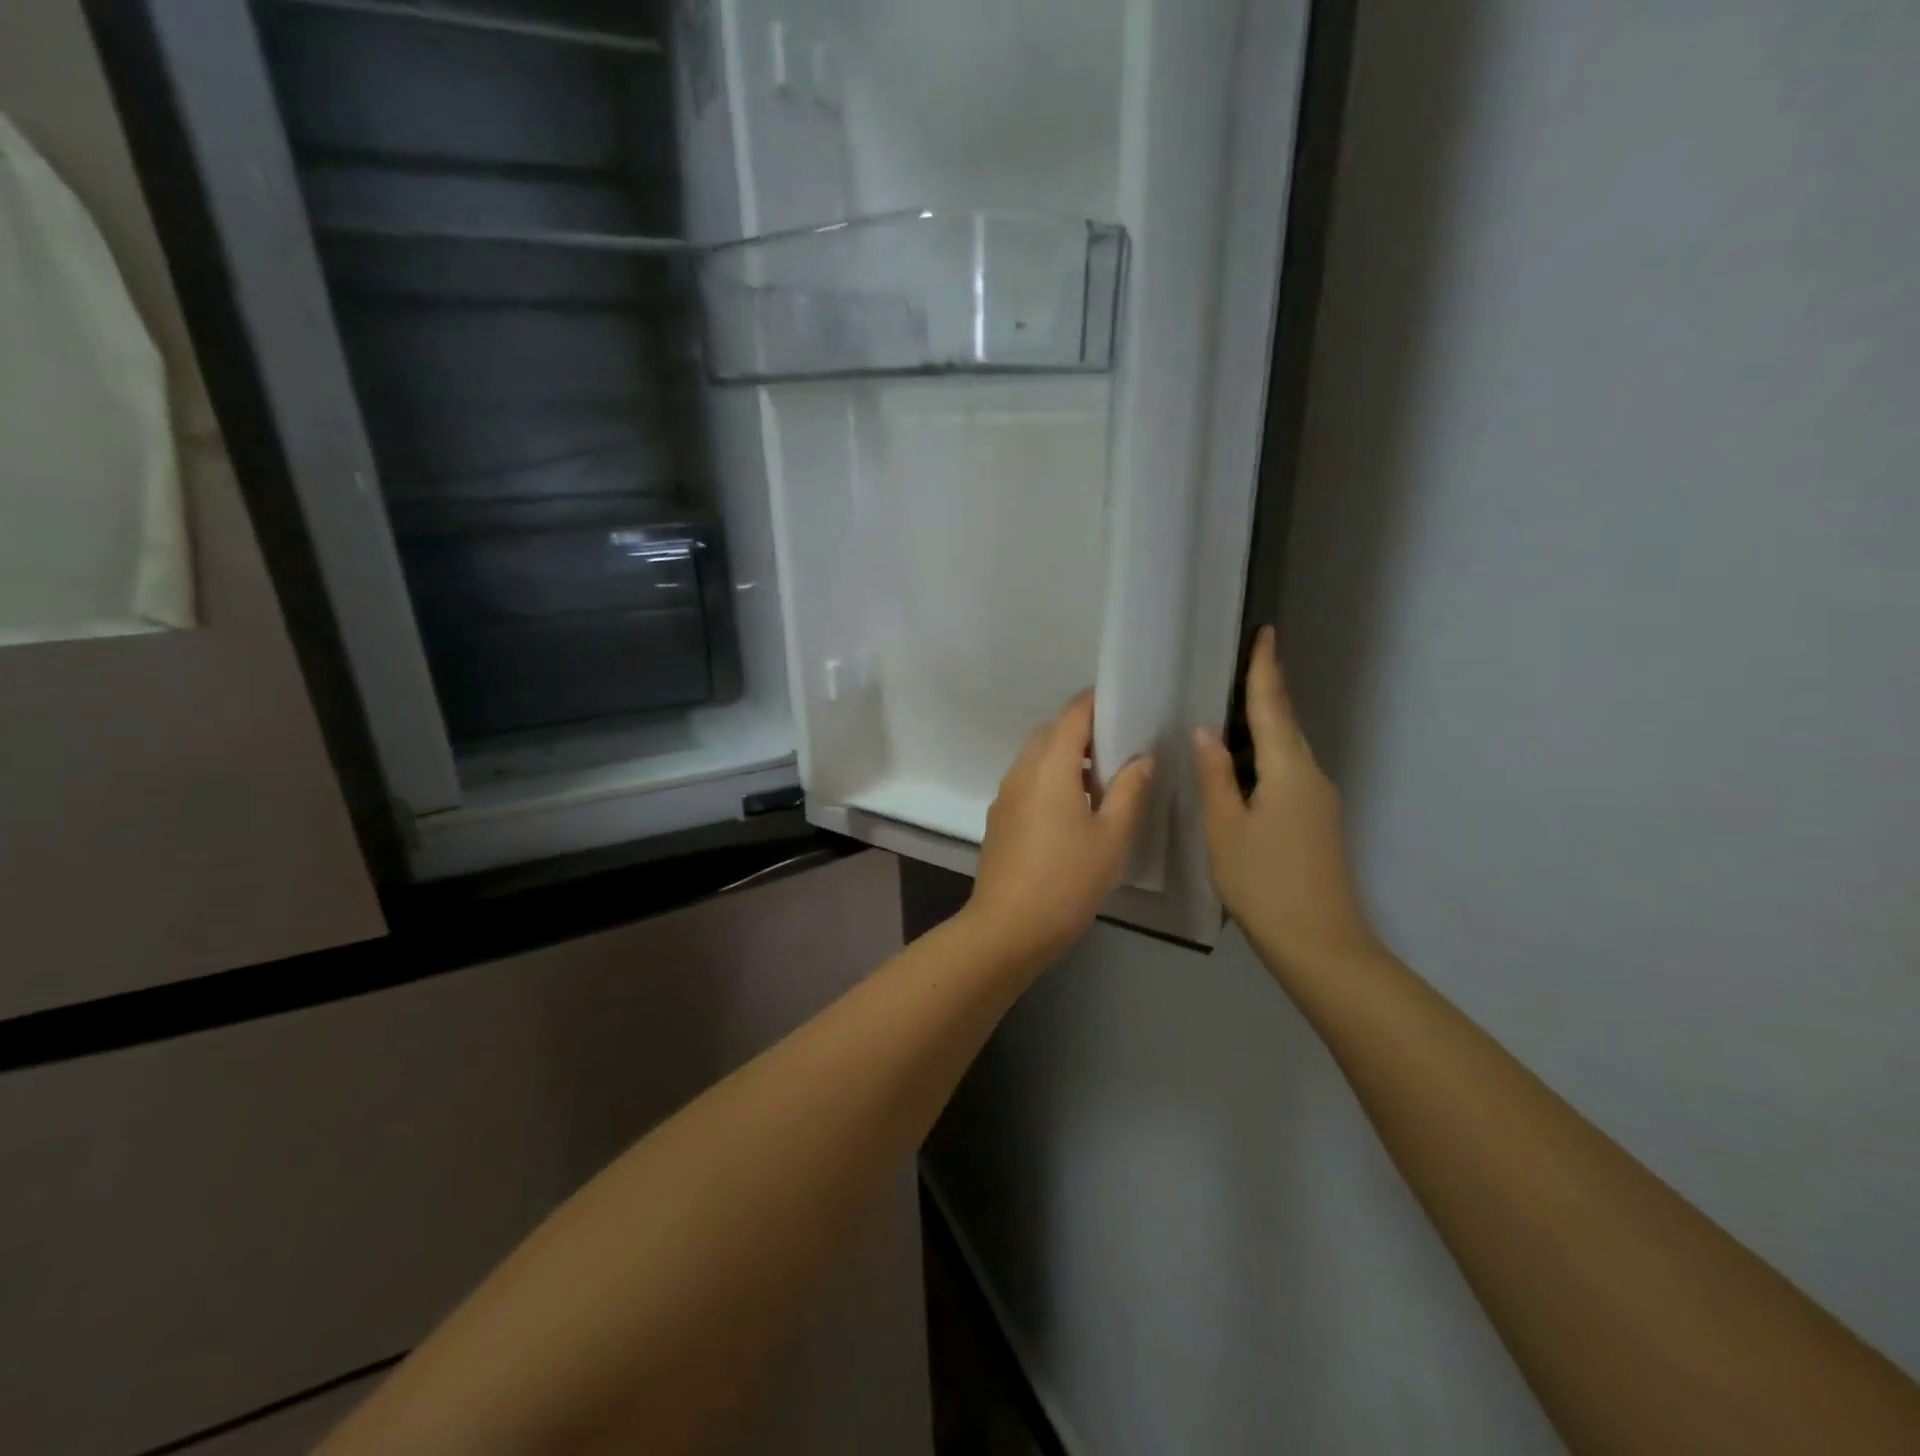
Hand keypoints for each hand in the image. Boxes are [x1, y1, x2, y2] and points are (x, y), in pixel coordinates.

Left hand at [966, 690, 1155, 967]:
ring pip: (1036, 759)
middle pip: (1051, 733)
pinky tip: (1074, 810)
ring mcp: (1006, 796)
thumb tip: (1142, 758)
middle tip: (1120, 747)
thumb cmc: (1067, 880)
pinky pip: (1027, 782)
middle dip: (1083, 731)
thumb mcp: (1111, 836)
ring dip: (1066, 758)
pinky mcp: (1000, 819)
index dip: (1096, 702)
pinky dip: (1051, 780)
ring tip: (1103, 781)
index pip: (1072, 715)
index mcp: (1050, 766)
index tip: (1123, 702)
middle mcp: (1022, 771)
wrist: (1008, 928)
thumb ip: (1130, 791)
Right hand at [1193, 628, 1379, 973]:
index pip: (1273, 707)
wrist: (1319, 942)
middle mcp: (1311, 776)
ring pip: (1286, 752)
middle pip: (1285, 726)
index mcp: (1289, 770)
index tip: (1266, 632)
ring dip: (1262, 729)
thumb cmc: (1264, 881)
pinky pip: (1288, 774)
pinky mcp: (1317, 821)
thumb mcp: (1226, 827)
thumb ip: (1215, 776)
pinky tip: (1240, 768)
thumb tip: (1206, 732)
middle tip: (1236, 668)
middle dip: (1264, 694)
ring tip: (1227, 715)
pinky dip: (1264, 760)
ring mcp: (1319, 801)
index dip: (1265, 669)